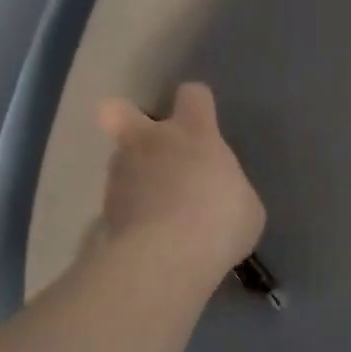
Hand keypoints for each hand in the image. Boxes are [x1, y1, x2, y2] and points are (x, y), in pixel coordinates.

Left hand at [95, 82, 265, 279]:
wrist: (168, 256)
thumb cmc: (220, 220)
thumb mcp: (246, 205)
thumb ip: (227, 187)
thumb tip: (216, 194)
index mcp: (195, 133)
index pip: (193, 95)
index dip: (198, 104)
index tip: (204, 119)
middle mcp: (151, 143)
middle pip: (121, 111)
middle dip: (126, 118)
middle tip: (146, 143)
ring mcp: (122, 175)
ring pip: (120, 162)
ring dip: (134, 177)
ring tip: (154, 207)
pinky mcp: (104, 210)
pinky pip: (118, 204)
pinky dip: (130, 214)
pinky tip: (146, 235)